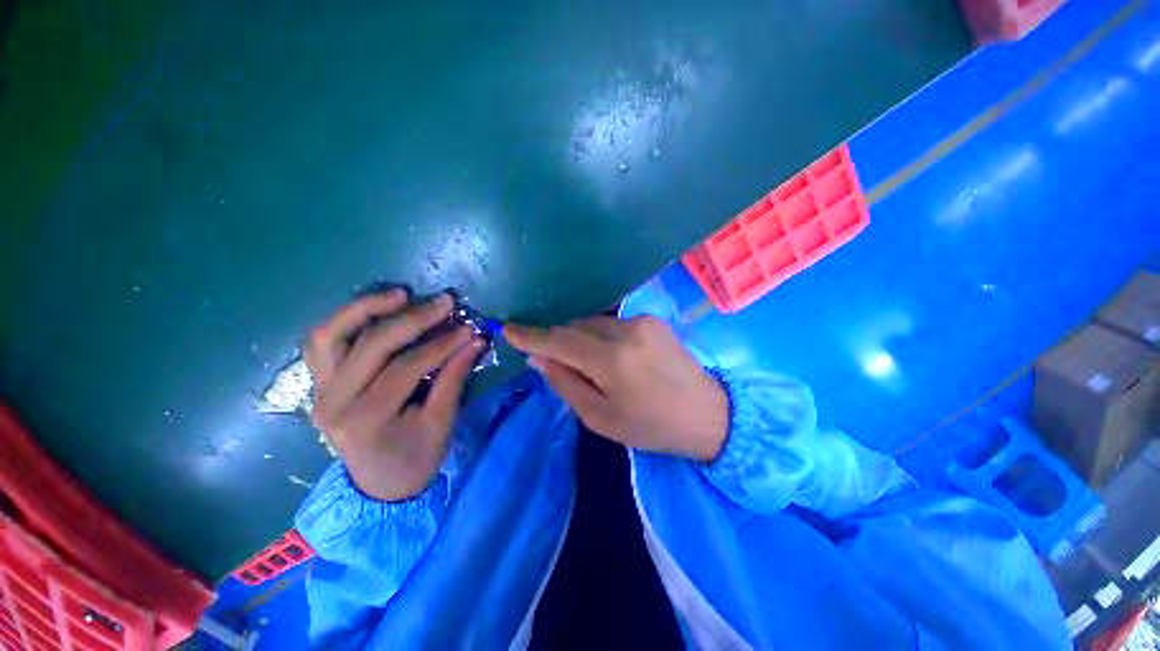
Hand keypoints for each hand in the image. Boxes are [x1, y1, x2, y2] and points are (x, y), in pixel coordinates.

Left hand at [305, 291, 483, 501]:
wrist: (380, 486)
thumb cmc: (415, 459)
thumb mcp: (441, 423)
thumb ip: (455, 377)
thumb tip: (474, 340)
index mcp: (366, 420)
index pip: (407, 367)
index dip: (441, 344)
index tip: (468, 328)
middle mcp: (334, 401)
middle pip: (371, 345)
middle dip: (413, 319)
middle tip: (445, 302)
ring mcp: (320, 390)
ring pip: (330, 335)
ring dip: (366, 308)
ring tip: (401, 294)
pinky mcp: (320, 383)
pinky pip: (323, 343)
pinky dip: (346, 320)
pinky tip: (374, 309)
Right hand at [504, 316, 727, 461]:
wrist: (707, 413)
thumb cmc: (651, 426)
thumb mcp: (600, 418)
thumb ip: (566, 383)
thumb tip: (538, 357)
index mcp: (612, 360)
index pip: (559, 340)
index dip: (531, 335)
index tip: (508, 329)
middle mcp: (626, 331)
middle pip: (575, 327)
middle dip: (560, 341)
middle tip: (559, 364)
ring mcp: (642, 321)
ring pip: (593, 322)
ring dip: (581, 339)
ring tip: (590, 364)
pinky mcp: (652, 319)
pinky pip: (612, 323)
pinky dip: (601, 336)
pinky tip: (612, 357)